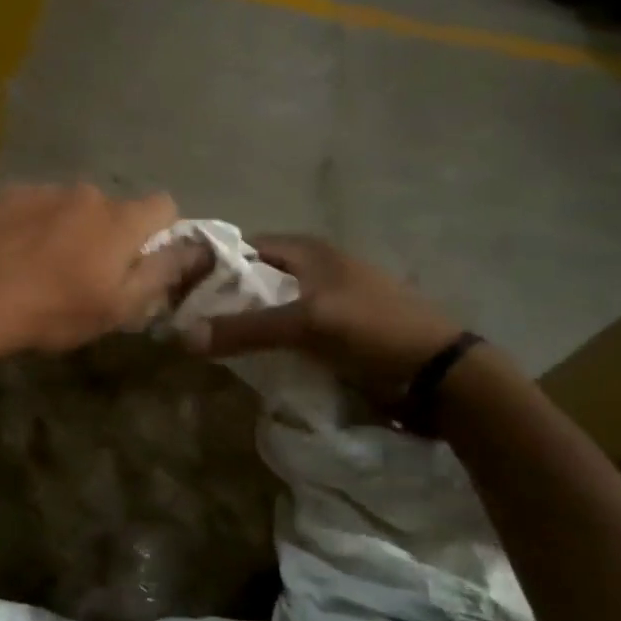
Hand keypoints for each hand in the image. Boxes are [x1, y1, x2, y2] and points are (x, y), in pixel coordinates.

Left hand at [0, 184, 212, 353]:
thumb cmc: (53, 311)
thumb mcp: (118, 307)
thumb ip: (162, 273)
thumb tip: (195, 248)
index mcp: (120, 220)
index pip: (163, 205)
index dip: (159, 231)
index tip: (140, 259)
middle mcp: (86, 193)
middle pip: (112, 208)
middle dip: (107, 234)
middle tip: (83, 272)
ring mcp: (42, 189)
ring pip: (69, 205)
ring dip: (66, 227)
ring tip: (39, 264)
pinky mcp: (4, 193)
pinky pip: (31, 204)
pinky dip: (30, 223)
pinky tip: (10, 253)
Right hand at [185, 234, 462, 402]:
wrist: (438, 374)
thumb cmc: (372, 330)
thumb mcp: (306, 324)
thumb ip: (245, 329)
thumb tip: (182, 337)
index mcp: (310, 250)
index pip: (247, 246)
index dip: (215, 264)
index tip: (184, 289)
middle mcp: (317, 267)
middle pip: (258, 276)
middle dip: (228, 297)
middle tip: (193, 322)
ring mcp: (330, 299)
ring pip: (275, 305)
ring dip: (249, 321)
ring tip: (215, 343)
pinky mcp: (339, 330)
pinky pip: (292, 330)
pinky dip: (272, 340)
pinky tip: (255, 359)